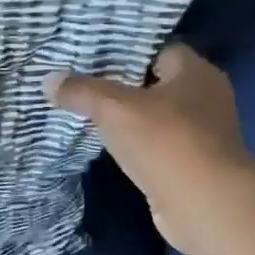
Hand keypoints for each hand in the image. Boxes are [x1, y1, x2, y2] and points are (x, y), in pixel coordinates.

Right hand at [44, 43, 254, 254]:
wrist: (205, 205)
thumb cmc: (165, 142)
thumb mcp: (114, 109)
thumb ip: (81, 91)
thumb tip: (48, 79)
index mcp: (196, 73)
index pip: (159, 49)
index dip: (126, 51)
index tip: (92, 57)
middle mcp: (206, 98)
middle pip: (156, 82)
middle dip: (122, 85)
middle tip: (82, 84)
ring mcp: (202, 133)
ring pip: (156, 115)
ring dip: (128, 118)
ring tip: (88, 114)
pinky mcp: (192, 163)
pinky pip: (157, 143)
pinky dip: (136, 144)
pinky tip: (108, 146)